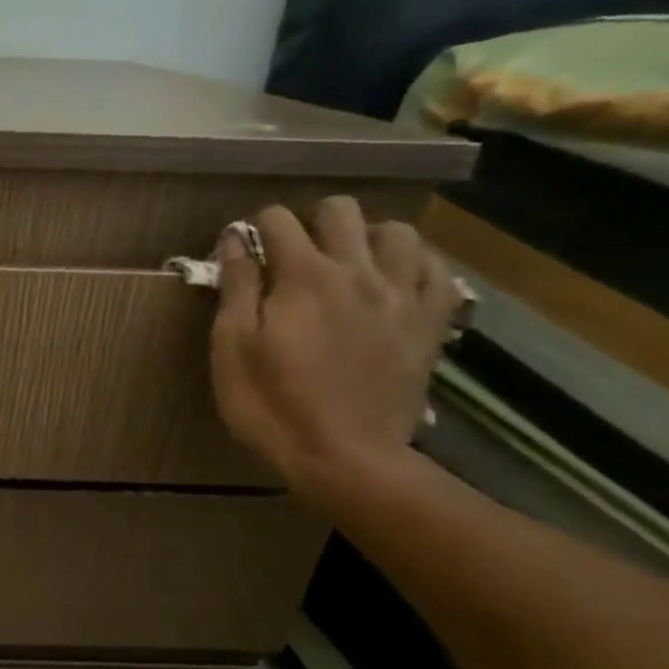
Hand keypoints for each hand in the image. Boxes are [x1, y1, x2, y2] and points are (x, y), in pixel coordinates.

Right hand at [210, 199, 462, 505]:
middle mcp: (358, 271)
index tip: (244, 253)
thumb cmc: (272, 404)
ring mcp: (402, 295)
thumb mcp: (232, 348)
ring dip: (366, 237)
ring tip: (347, 264)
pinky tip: (393, 282)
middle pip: (340, 210)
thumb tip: (235, 239)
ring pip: (397, 231)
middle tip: (293, 255)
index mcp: (303, 277)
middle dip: (310, 221)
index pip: (277, 220)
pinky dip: (414, 264)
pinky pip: (437, 270)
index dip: (255, 229)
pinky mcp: (431, 322)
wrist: (345, 458)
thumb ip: (236, 287)